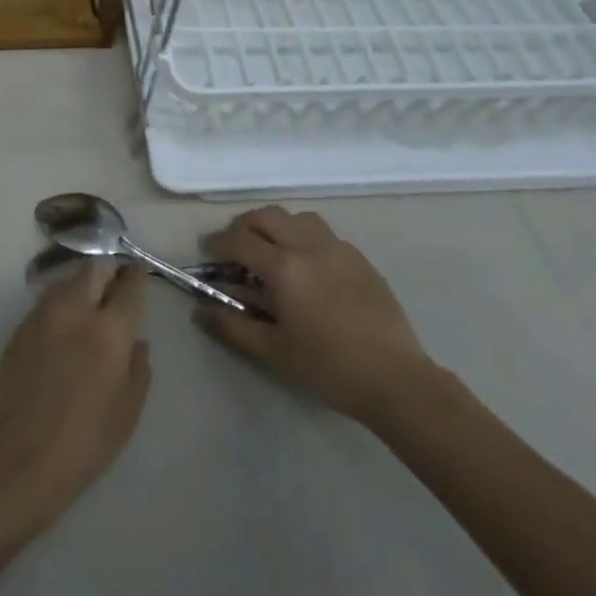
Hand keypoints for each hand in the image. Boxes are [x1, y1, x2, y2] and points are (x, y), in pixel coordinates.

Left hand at [0, 261, 150, 519]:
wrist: (22, 456)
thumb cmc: (87, 439)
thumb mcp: (129, 409)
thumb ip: (138, 367)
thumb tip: (136, 342)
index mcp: (109, 329)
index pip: (127, 286)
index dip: (135, 276)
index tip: (137, 272)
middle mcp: (75, 311)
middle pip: (92, 270)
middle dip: (105, 273)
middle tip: (111, 288)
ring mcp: (42, 316)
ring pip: (65, 282)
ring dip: (79, 287)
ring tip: (85, 309)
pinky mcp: (19, 330)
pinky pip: (44, 305)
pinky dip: (58, 308)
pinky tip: (59, 333)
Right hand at [196, 205, 432, 421]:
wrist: (395, 379)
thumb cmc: (328, 367)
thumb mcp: (273, 352)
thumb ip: (232, 327)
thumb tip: (200, 312)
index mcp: (284, 268)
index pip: (240, 240)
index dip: (218, 242)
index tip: (207, 250)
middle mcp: (308, 246)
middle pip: (267, 216)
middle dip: (244, 226)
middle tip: (234, 246)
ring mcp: (338, 248)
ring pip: (297, 217)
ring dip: (276, 226)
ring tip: (270, 250)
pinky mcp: (359, 258)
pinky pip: (322, 232)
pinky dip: (303, 236)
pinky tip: (305, 265)